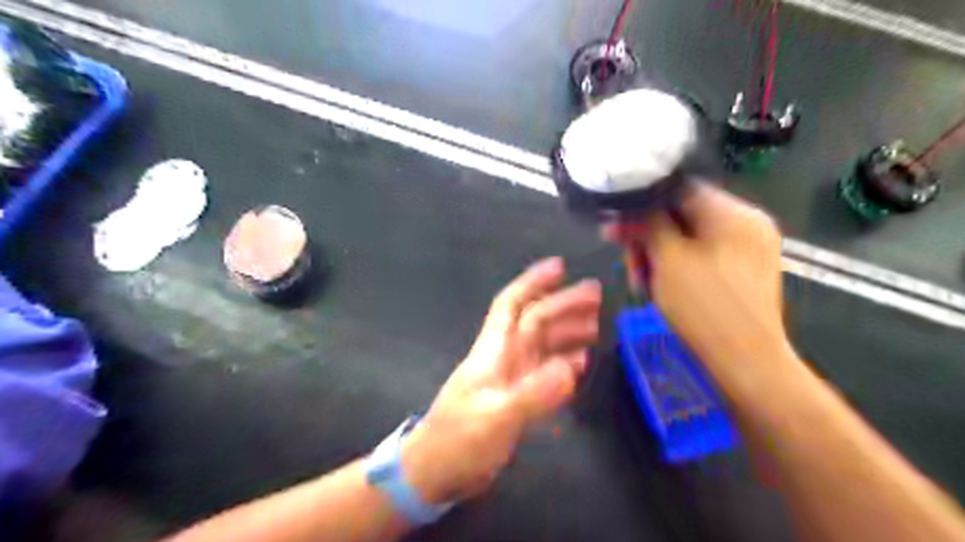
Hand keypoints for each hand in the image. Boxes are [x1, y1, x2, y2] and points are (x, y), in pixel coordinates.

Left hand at [402, 258, 599, 502]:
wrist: (435, 472)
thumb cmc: (458, 441)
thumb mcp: (495, 418)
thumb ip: (534, 393)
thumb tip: (572, 366)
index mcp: (494, 351)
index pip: (513, 305)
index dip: (533, 282)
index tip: (559, 266)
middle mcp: (504, 357)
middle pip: (535, 321)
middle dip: (563, 304)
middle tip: (596, 296)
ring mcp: (510, 378)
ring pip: (542, 345)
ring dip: (567, 332)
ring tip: (595, 326)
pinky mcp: (516, 399)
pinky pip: (544, 373)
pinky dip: (562, 364)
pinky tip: (579, 363)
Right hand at [606, 184, 795, 383]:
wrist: (746, 363)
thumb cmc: (704, 307)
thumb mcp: (668, 259)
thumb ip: (649, 224)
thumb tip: (630, 206)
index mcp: (735, 213)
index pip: (679, 190)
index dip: (642, 204)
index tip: (615, 225)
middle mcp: (746, 224)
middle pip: (683, 215)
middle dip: (649, 236)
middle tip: (627, 260)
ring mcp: (747, 249)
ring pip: (689, 238)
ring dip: (658, 255)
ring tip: (640, 281)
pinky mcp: (742, 272)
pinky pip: (701, 257)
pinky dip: (676, 266)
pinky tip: (659, 286)